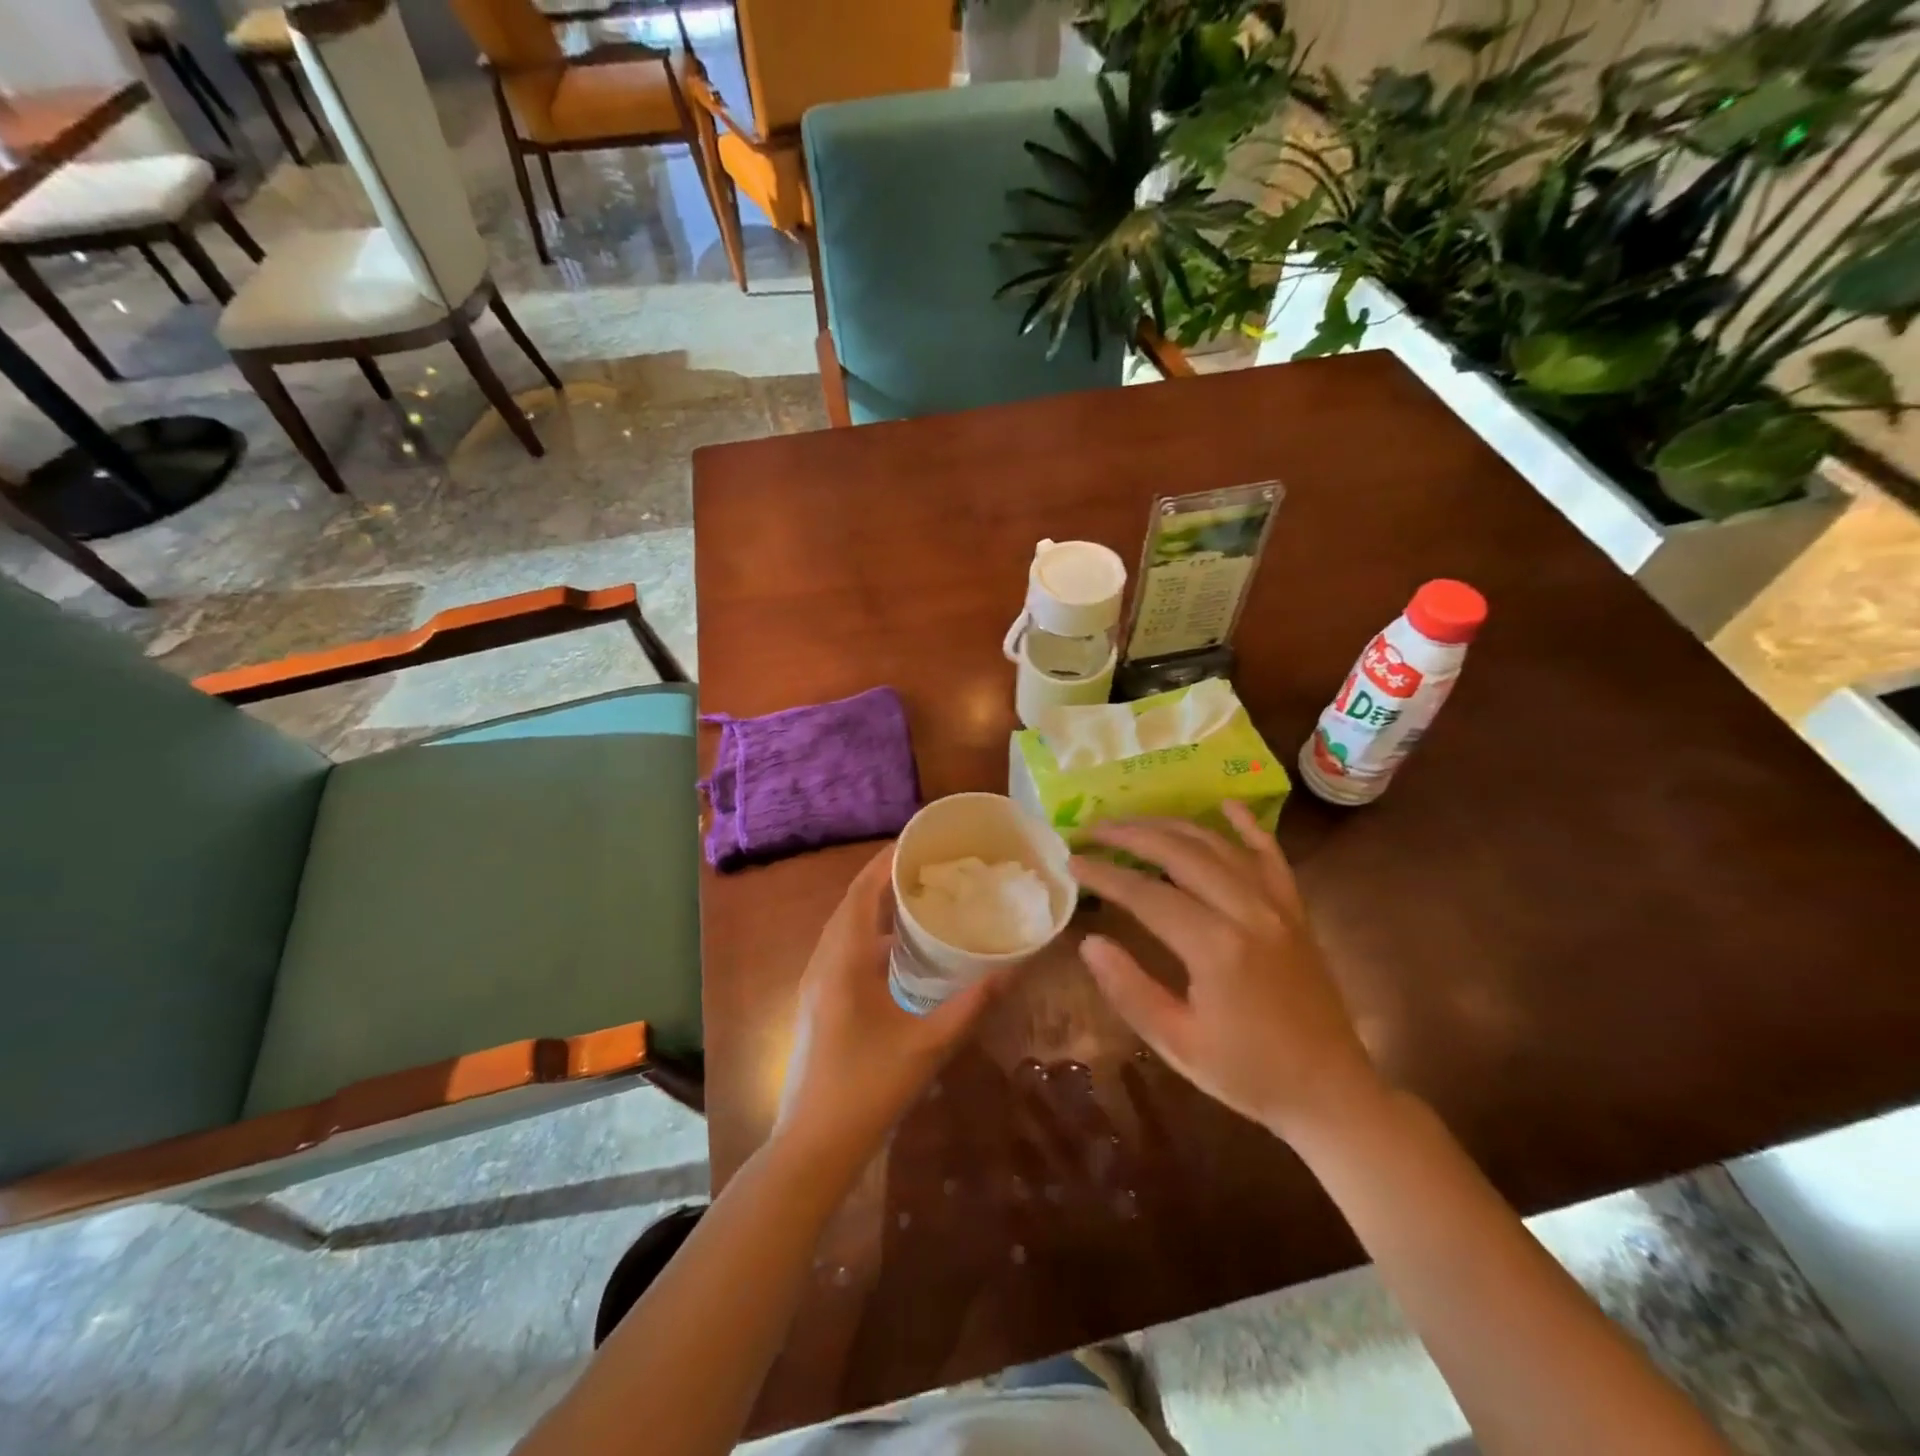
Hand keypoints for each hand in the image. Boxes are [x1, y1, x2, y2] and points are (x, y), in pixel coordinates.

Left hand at [776, 846, 1007, 1169]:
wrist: (811, 1146)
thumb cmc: (867, 1090)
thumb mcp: (927, 1047)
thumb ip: (971, 1005)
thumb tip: (1013, 969)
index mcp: (843, 961)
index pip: (863, 893)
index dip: (887, 862)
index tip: (919, 841)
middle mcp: (824, 961)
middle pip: (852, 903)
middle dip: (885, 877)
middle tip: (928, 864)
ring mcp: (817, 982)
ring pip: (845, 926)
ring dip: (876, 905)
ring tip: (918, 894)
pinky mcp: (819, 1000)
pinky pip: (844, 948)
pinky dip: (870, 933)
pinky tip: (901, 949)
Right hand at [1070, 802, 1383, 1141]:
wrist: (1331, 1092)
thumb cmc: (1248, 1074)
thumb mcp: (1178, 1044)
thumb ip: (1130, 990)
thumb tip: (1089, 943)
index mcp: (1215, 947)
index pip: (1145, 893)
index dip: (1104, 873)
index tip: (1071, 861)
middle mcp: (1247, 911)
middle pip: (1179, 852)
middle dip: (1129, 834)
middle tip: (1091, 829)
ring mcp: (1277, 905)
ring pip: (1217, 845)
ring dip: (1170, 825)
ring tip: (1132, 820)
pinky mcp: (1295, 909)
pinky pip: (1271, 854)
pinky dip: (1246, 826)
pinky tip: (1224, 804)